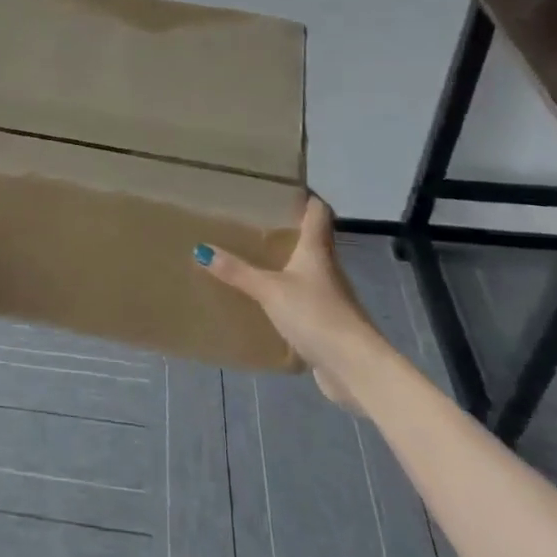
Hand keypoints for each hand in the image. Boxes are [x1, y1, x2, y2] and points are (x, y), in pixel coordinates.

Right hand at [197, 196, 388, 408]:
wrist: (355, 368)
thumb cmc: (316, 315)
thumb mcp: (270, 290)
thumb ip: (237, 271)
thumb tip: (201, 248)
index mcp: (317, 250)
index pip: (318, 212)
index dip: (306, 197)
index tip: (284, 188)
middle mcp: (327, 269)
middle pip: (311, 240)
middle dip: (287, 231)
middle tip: (254, 222)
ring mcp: (329, 298)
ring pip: (305, 271)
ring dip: (285, 265)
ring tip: (253, 258)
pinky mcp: (326, 324)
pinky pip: (301, 301)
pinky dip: (285, 296)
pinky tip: (265, 302)